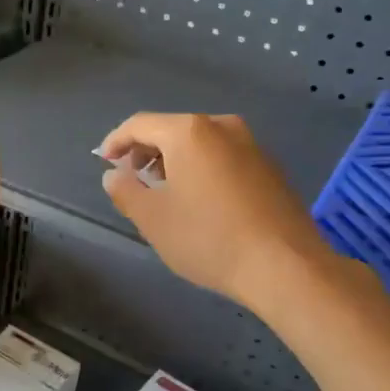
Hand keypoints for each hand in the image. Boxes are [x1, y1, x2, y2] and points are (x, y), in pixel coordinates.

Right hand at [98, 112, 334, 308]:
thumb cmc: (209, 238)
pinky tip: (198, 199)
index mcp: (189, 132)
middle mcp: (222, 127)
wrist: (285, 266)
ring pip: (200, 143)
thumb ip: (126, 190)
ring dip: (174, 160)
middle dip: (146, 150)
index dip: (116, 141)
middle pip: (172, 129)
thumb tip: (113, 175)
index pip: (140, 124)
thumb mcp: (153, 218)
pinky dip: (201, 168)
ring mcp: (251, 145)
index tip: (104, 161)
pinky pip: (223, 156)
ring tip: (162, 190)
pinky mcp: (270, 167)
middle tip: (130, 177)